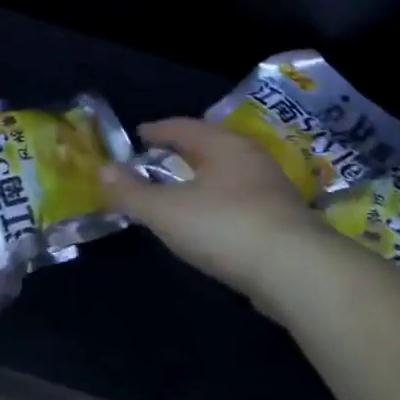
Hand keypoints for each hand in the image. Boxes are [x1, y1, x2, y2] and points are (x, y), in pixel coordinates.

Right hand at [101, 118, 336, 312]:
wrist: (297, 272)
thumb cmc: (225, 227)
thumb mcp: (166, 211)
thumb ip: (132, 192)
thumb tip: (102, 170)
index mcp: (223, 145)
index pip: (184, 127)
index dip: (158, 130)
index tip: (139, 134)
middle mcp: (250, 158)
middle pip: (210, 146)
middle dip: (184, 151)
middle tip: (159, 158)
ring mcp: (272, 189)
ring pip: (229, 173)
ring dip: (205, 178)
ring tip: (183, 189)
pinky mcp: (284, 221)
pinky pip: (242, 200)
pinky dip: (221, 202)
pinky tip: (213, 220)